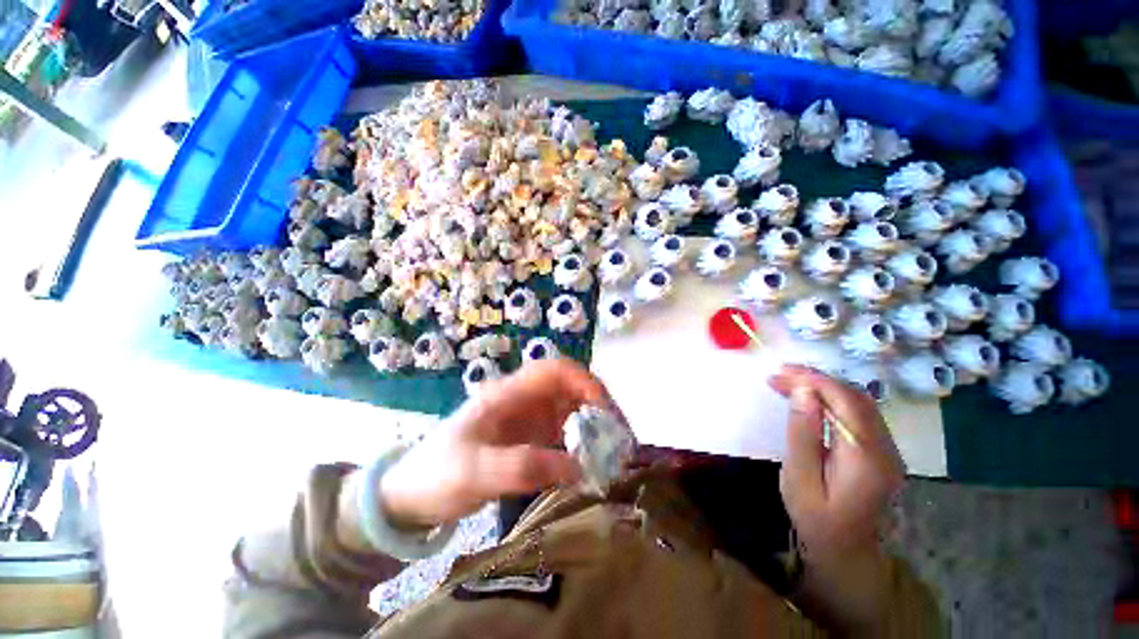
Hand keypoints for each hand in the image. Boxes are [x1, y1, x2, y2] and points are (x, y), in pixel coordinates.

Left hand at [378, 360, 614, 528]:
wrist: (409, 496)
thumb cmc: (437, 474)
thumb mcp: (475, 472)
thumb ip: (523, 467)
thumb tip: (578, 468)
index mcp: (509, 394)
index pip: (555, 370)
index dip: (585, 382)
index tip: (605, 413)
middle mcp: (522, 400)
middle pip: (570, 388)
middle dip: (598, 407)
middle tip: (620, 440)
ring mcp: (526, 419)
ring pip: (571, 410)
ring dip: (593, 427)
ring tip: (613, 455)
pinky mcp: (528, 438)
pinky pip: (563, 433)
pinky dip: (581, 445)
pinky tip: (590, 465)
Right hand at [768, 365, 903, 562]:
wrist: (846, 551)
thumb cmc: (815, 518)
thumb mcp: (799, 478)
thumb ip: (802, 434)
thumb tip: (803, 392)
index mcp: (866, 458)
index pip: (845, 402)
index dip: (813, 381)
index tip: (779, 374)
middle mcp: (886, 448)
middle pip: (855, 397)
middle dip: (816, 379)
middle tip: (779, 375)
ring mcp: (888, 449)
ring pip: (860, 402)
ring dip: (824, 386)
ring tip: (789, 382)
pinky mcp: (882, 451)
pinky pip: (860, 413)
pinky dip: (833, 399)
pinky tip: (811, 399)